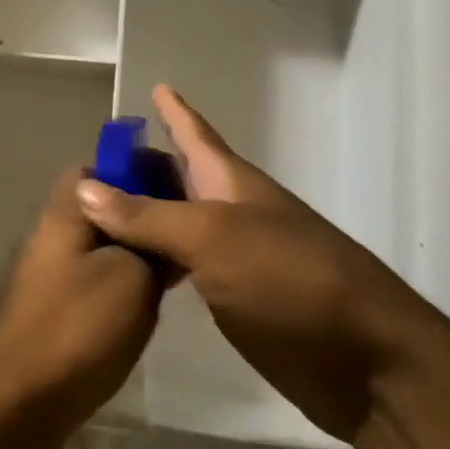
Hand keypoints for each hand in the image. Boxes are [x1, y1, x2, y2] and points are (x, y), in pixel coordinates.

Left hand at [0, 168, 160, 440]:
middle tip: (187, 235)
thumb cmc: (78, 328)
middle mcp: (51, 235)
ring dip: (135, 254)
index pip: (97, 167)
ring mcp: (49, 275)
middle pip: (101, 208)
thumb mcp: (132, 276)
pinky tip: (149, 307)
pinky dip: (122, 285)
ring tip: (178, 270)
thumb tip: (161, 224)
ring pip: (100, 247)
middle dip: (143, 216)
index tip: (179, 190)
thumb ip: (149, 241)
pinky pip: (94, 281)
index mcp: (64, 212)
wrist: (21, 403)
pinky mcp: (53, 311)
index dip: (138, 171)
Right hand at [75, 85, 449, 441]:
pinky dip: (153, 255)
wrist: (365, 362)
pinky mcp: (231, 296)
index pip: (195, 134)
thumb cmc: (292, 280)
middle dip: (143, 163)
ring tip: (97, 206)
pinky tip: (128, 261)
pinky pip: (181, 263)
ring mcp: (232, 256)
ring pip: (176, 220)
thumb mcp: (213, 237)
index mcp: (231, 183)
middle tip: (94, 159)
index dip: (174, 111)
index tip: (154, 86)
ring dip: (141, 211)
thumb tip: (84, 187)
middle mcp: (230, 211)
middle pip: (179, 176)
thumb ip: (147, 215)